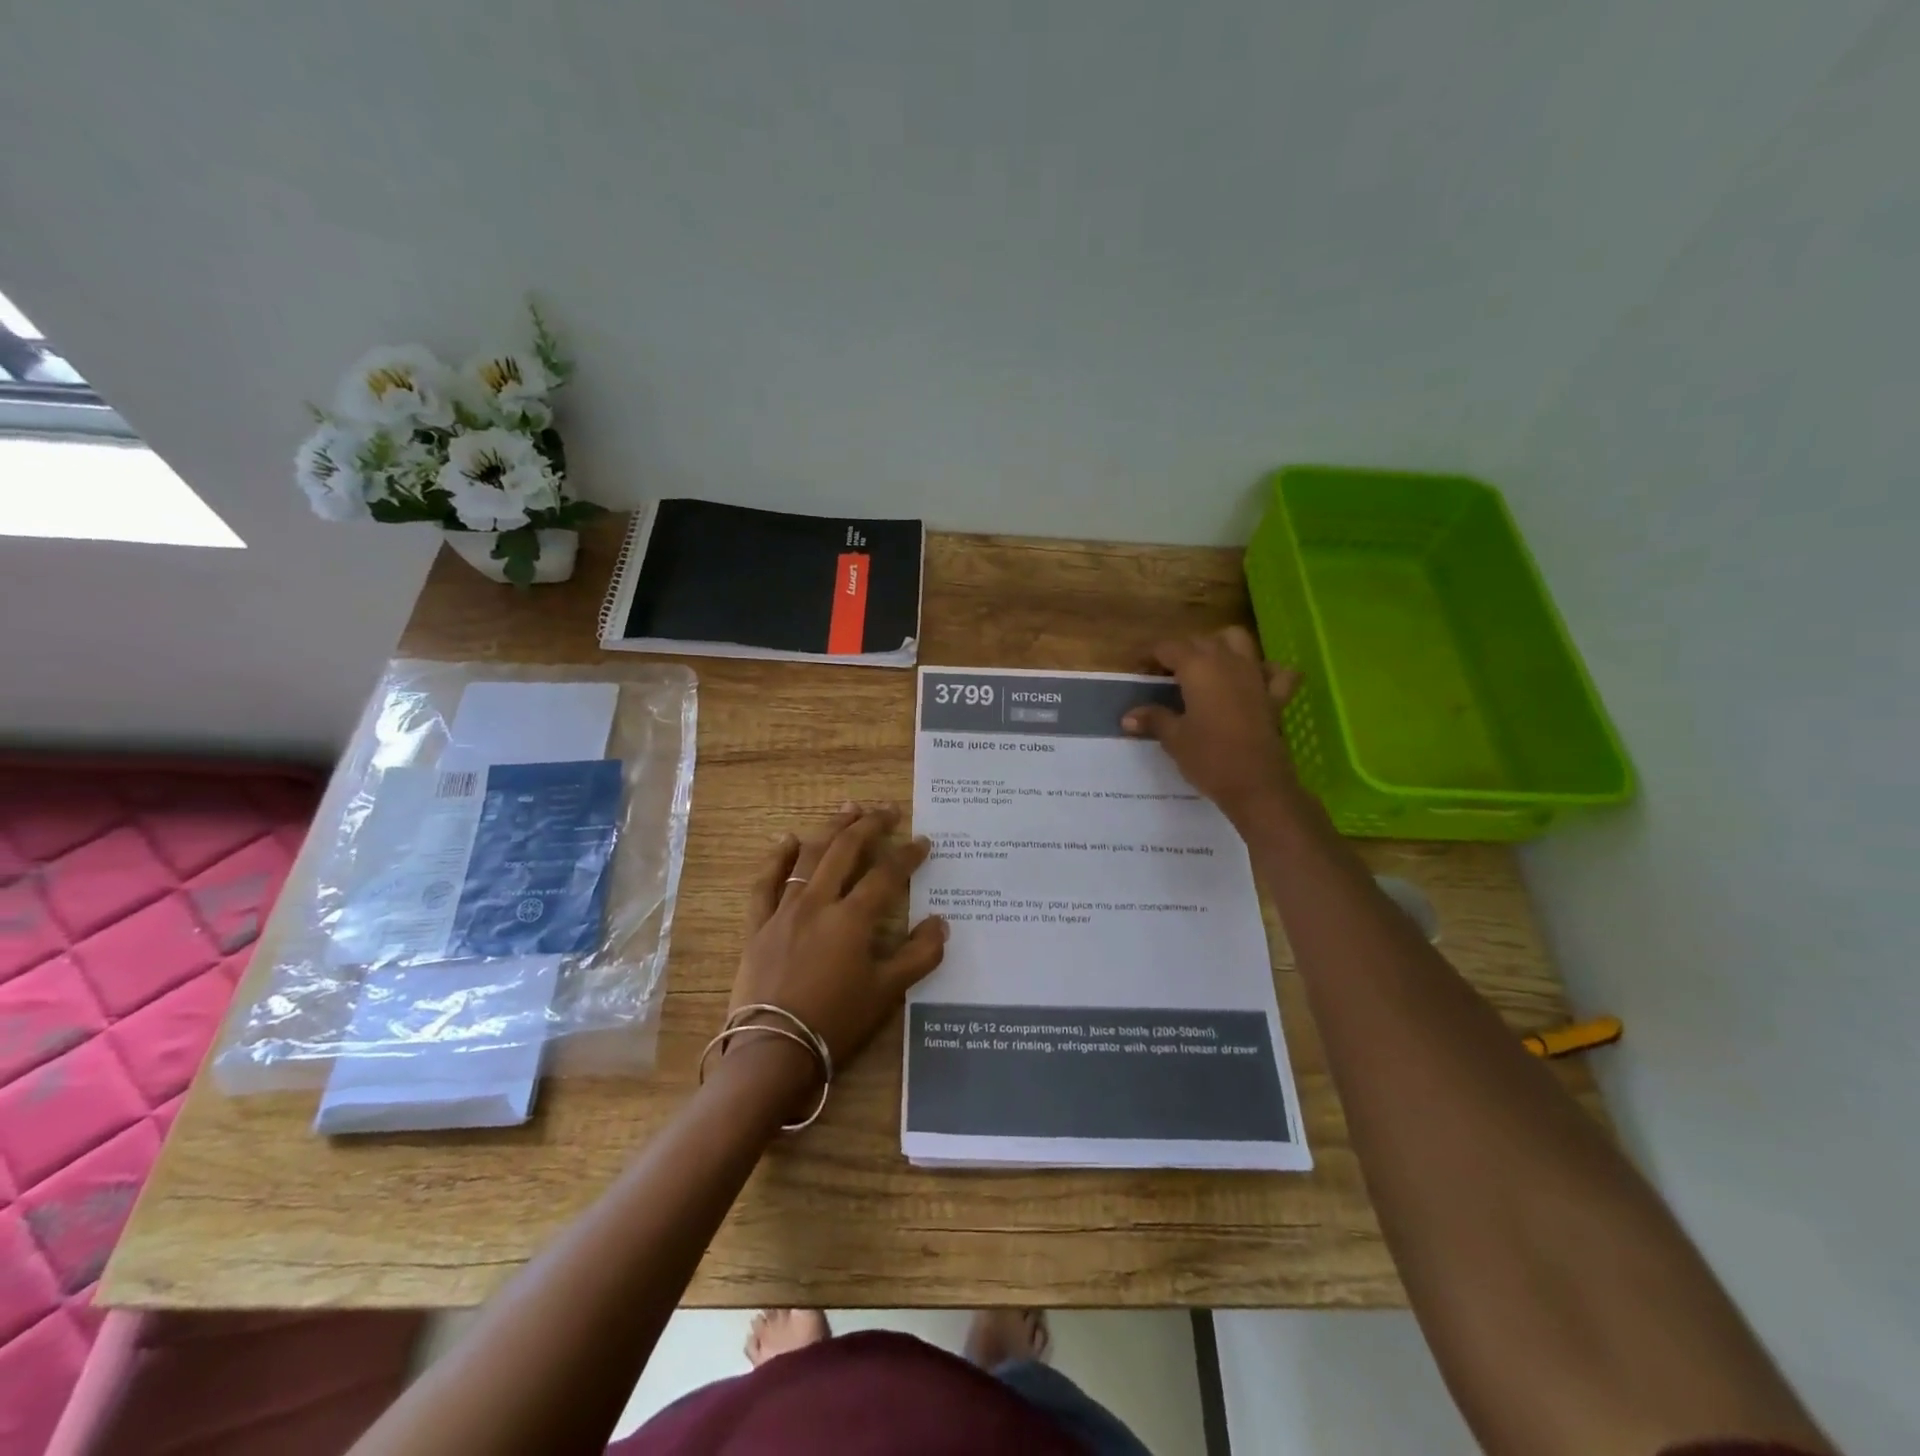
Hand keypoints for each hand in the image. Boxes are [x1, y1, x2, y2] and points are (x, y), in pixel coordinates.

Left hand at [728, 803, 947, 1075]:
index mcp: (852, 918)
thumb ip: (918, 956)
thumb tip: (941, 923)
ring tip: (847, 809)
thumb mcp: (886, 993)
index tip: (923, 841)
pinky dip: (777, 859)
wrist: (772, 1051)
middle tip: (887, 809)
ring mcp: (784, 911)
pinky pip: (765, 884)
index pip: (886, 875)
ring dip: (830, 829)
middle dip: (869, 826)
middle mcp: (818, 903)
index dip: (908, 855)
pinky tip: (788, 840)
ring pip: (808, 857)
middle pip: (846, 851)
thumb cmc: (836, 1023)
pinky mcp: (758, 926)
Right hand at [1122, 626, 1304, 827]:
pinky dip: (1265, 670)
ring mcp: (1256, 676)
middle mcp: (1228, 662)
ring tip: (1206, 667)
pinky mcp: (1275, 696)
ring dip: (1220, 646)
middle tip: (1164, 675)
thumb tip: (1128, 716)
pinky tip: (1254, 681)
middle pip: (1200, 641)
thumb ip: (1153, 719)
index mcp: (1198, 668)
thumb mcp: (1174, 739)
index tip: (1137, 669)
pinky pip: (1276, 672)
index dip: (1149, 655)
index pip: (1168, 647)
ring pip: (1238, 641)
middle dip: (1180, 651)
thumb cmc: (1209, 758)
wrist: (1257, 785)